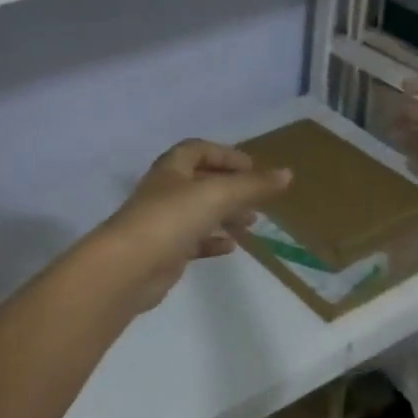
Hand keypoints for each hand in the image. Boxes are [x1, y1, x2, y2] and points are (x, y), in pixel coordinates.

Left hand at [97, 140, 292, 309]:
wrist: (129, 267)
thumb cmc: (171, 219)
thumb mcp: (218, 195)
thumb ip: (253, 185)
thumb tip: (287, 174)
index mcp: (172, 169)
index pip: (198, 150)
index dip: (225, 155)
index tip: (252, 168)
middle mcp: (165, 192)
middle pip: (201, 182)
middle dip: (231, 188)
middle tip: (258, 199)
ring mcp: (163, 223)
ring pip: (199, 213)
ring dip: (226, 215)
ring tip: (252, 224)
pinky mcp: (164, 252)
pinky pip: (193, 242)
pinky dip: (213, 241)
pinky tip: (231, 247)